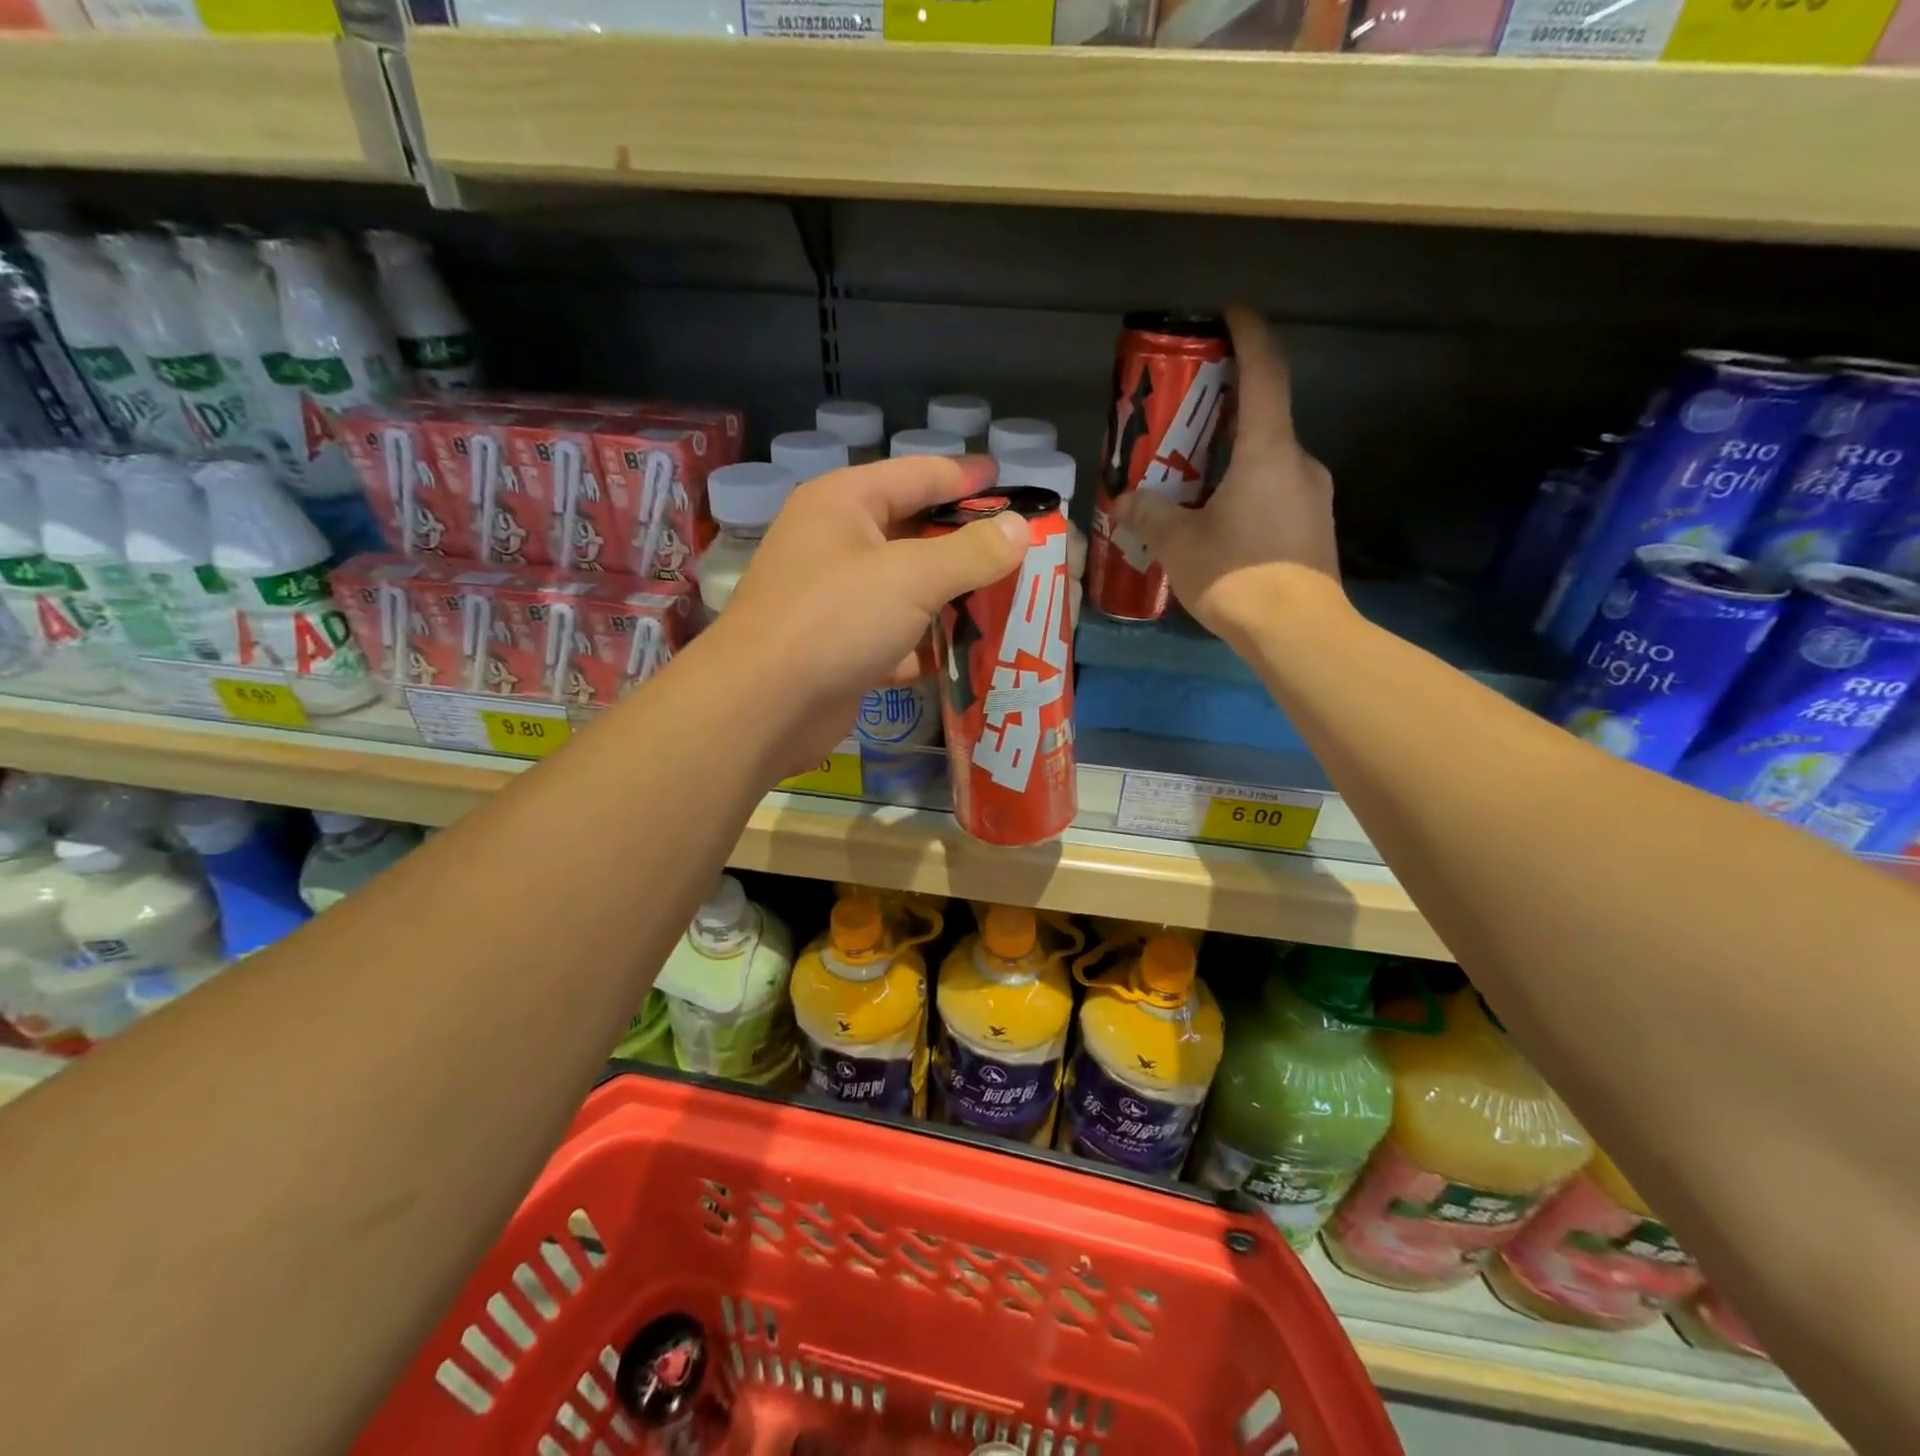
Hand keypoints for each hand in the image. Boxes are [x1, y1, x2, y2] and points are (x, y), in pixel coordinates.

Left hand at [716, 453, 1029, 771]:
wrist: (762, 707)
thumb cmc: (835, 620)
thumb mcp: (912, 577)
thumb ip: (971, 552)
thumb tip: (1020, 529)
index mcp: (845, 503)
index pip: (919, 474)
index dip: (968, 478)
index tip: (1012, 484)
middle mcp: (836, 542)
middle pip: (914, 531)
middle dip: (966, 543)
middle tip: (1021, 552)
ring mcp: (835, 598)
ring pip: (907, 588)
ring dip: (951, 597)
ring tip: (1007, 601)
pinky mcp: (839, 647)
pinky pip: (895, 634)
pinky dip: (926, 643)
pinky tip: (965, 653)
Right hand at [1117, 305, 1344, 639]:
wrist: (1297, 632)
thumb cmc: (1237, 575)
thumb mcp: (1179, 544)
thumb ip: (1150, 515)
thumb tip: (1125, 500)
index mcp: (1268, 450)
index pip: (1265, 371)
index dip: (1249, 334)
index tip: (1229, 314)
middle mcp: (1298, 462)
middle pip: (1264, 417)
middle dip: (1227, 409)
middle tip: (1186, 418)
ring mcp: (1313, 495)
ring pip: (1269, 460)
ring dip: (1234, 457)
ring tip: (1193, 478)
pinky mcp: (1313, 526)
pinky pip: (1275, 491)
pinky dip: (1247, 489)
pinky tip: (1219, 520)